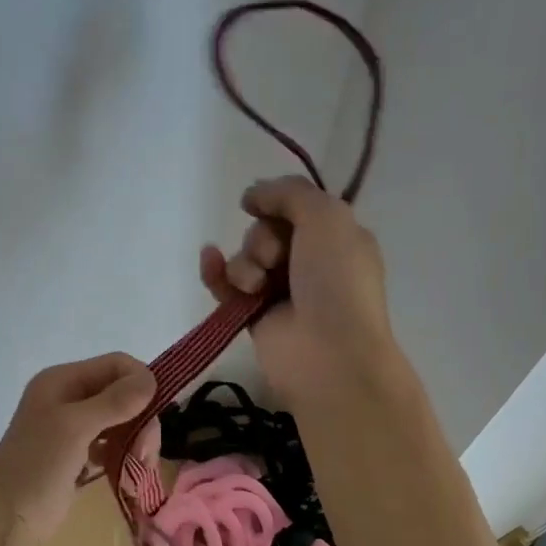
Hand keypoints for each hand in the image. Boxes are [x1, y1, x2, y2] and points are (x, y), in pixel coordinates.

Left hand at [0, 353, 155, 537]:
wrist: (5, 518)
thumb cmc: (37, 465)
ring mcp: (72, 428)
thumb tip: (151, 379)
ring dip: (136, 440)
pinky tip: (128, 473)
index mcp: (62, 380)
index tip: (156, 413)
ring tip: (140, 467)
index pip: (115, 365)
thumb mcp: (75, 427)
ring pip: (120, 421)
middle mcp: (68, 398)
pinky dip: (124, 455)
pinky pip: (111, 445)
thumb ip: (114, 402)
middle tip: (146, 452)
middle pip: (122, 394)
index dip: (140, 382)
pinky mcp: (78, 456)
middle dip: (141, 419)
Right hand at [200, 176, 395, 399]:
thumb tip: (252, 195)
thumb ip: (290, 193)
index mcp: (336, 239)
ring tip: (257, 285)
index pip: (296, 209)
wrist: (328, 353)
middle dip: (262, 239)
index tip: (262, 206)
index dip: (276, 204)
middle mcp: (309, 263)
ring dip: (244, 263)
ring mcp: (280, 292)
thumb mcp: (327, 217)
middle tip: (274, 259)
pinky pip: (226, 285)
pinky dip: (216, 273)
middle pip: (265, 232)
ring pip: (244, 258)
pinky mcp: (253, 317)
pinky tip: (209, 261)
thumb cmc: (335, 281)